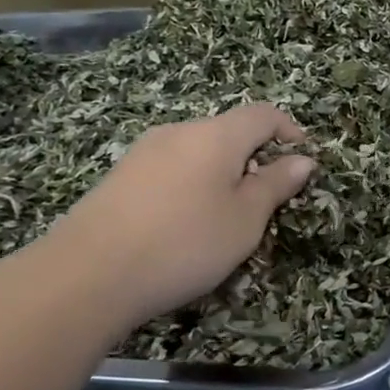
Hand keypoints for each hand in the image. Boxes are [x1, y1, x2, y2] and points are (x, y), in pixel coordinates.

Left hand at [37, 105, 314, 331]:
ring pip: (198, 152)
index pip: (264, 114)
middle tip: (265, 201)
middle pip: (229, 131)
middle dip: (254, 158)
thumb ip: (275, 185)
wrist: (86, 275)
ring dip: (222, 174)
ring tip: (224, 218)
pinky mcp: (120, 177)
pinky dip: (192, 186)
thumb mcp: (246, 219)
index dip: (290, 131)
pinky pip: (171, 169)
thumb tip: (302, 159)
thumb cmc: (185, 242)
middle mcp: (179, 132)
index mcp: (216, 135)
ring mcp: (144, 152)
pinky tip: (183, 225)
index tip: (302, 162)